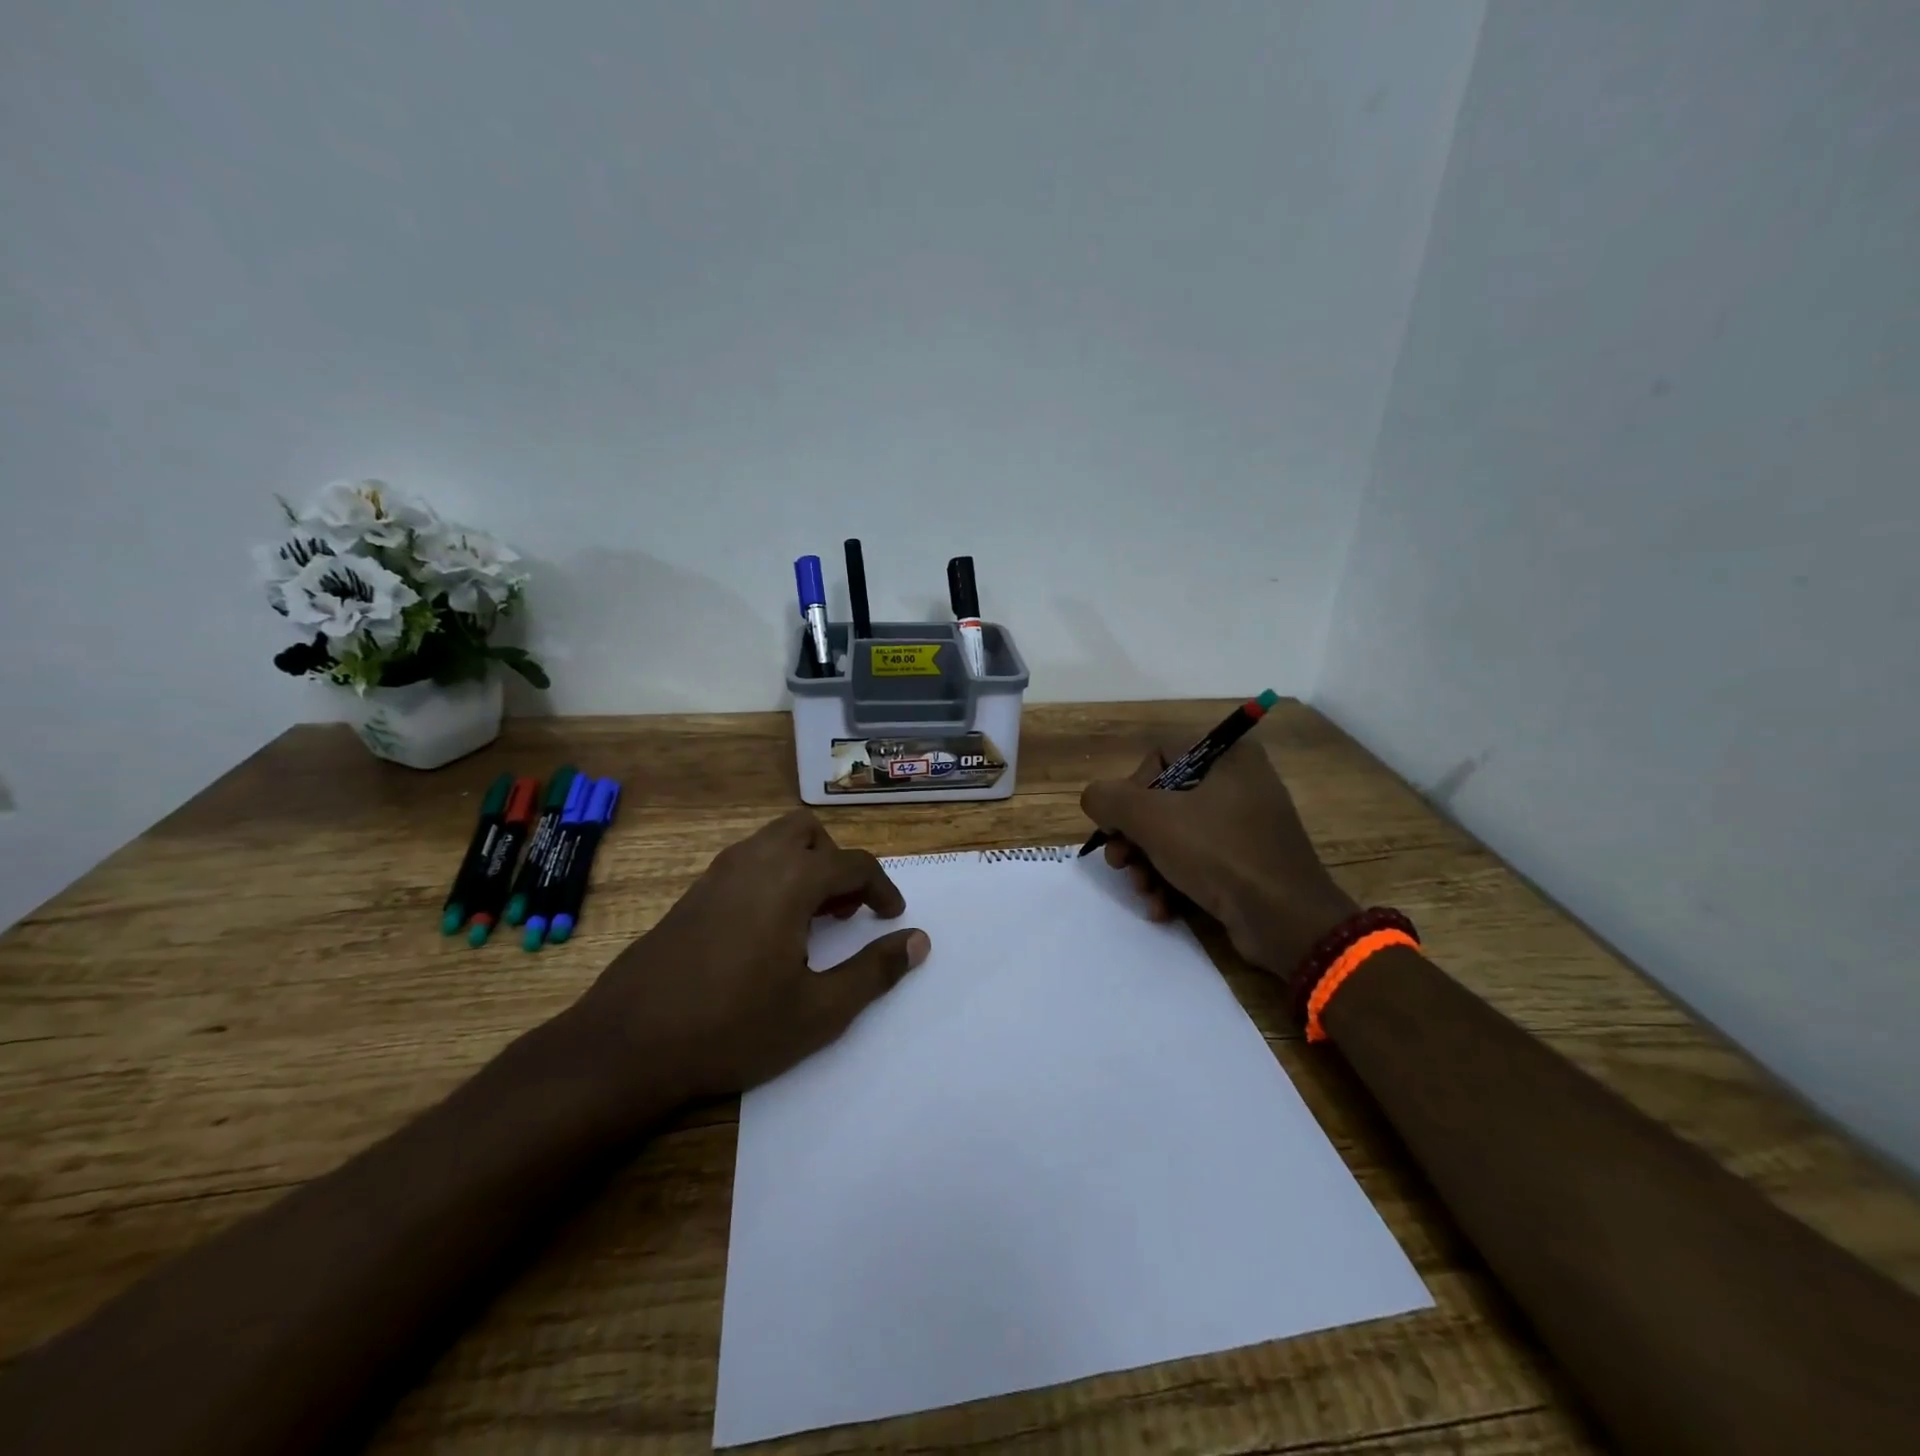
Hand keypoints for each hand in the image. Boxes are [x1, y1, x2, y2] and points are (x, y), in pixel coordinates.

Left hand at [570, 810, 929, 1101]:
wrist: (628, 1044)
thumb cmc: (733, 1027)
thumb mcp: (819, 1011)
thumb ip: (875, 972)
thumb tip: (919, 941)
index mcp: (791, 880)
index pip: (853, 864)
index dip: (882, 888)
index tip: (891, 917)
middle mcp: (755, 861)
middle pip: (808, 832)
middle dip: (835, 862)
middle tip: (842, 910)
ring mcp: (717, 874)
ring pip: (773, 841)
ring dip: (802, 866)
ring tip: (807, 921)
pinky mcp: (692, 894)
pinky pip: (745, 862)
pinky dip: (770, 876)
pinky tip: (763, 932)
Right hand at [1080, 738, 1357, 975]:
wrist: (1285, 920)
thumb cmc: (1218, 853)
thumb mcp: (1150, 818)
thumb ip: (1108, 798)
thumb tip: (1095, 799)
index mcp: (1228, 756)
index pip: (1160, 756)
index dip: (1131, 789)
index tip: (1121, 824)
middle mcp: (1240, 783)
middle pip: (1163, 800)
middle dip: (1134, 838)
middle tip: (1120, 864)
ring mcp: (1247, 825)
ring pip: (1177, 835)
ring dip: (1149, 865)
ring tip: (1143, 891)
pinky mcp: (1249, 862)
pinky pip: (1200, 861)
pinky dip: (1175, 881)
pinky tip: (1162, 907)